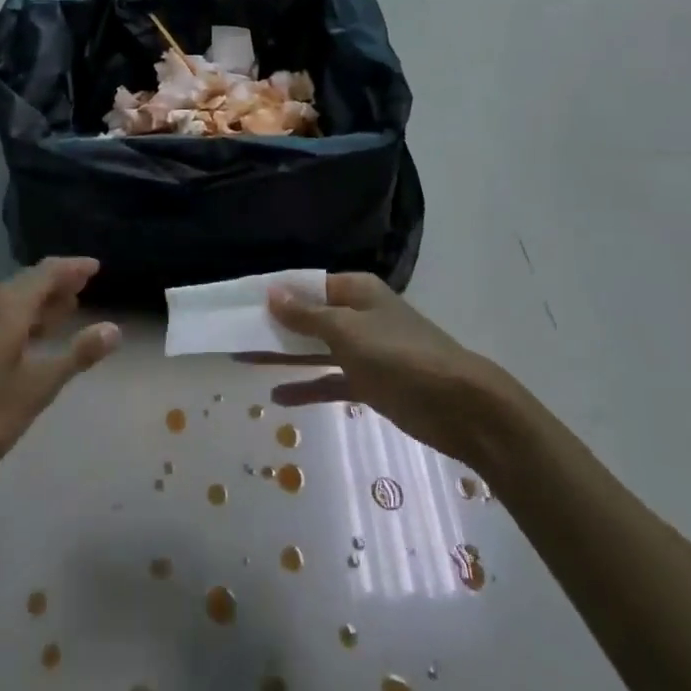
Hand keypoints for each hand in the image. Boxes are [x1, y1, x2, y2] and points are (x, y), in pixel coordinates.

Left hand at [0, 258, 119, 509]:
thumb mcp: (34, 391)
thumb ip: (75, 356)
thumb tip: (114, 328)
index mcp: (5, 309)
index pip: (46, 272)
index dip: (74, 267)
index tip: (97, 267)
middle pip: (26, 283)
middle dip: (57, 285)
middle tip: (85, 289)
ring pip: (9, 303)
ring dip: (38, 304)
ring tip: (64, 312)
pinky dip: (19, 321)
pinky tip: (26, 344)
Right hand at [255, 275, 509, 469]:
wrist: (458, 405)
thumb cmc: (400, 355)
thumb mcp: (347, 331)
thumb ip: (307, 315)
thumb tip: (271, 291)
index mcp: (355, 291)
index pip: (306, 285)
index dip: (274, 293)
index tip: (238, 302)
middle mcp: (358, 315)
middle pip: (307, 317)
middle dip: (272, 326)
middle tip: (231, 333)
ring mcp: (365, 351)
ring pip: (315, 349)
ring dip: (283, 356)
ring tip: (242, 361)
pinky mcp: (370, 383)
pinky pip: (330, 381)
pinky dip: (307, 387)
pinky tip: (277, 397)